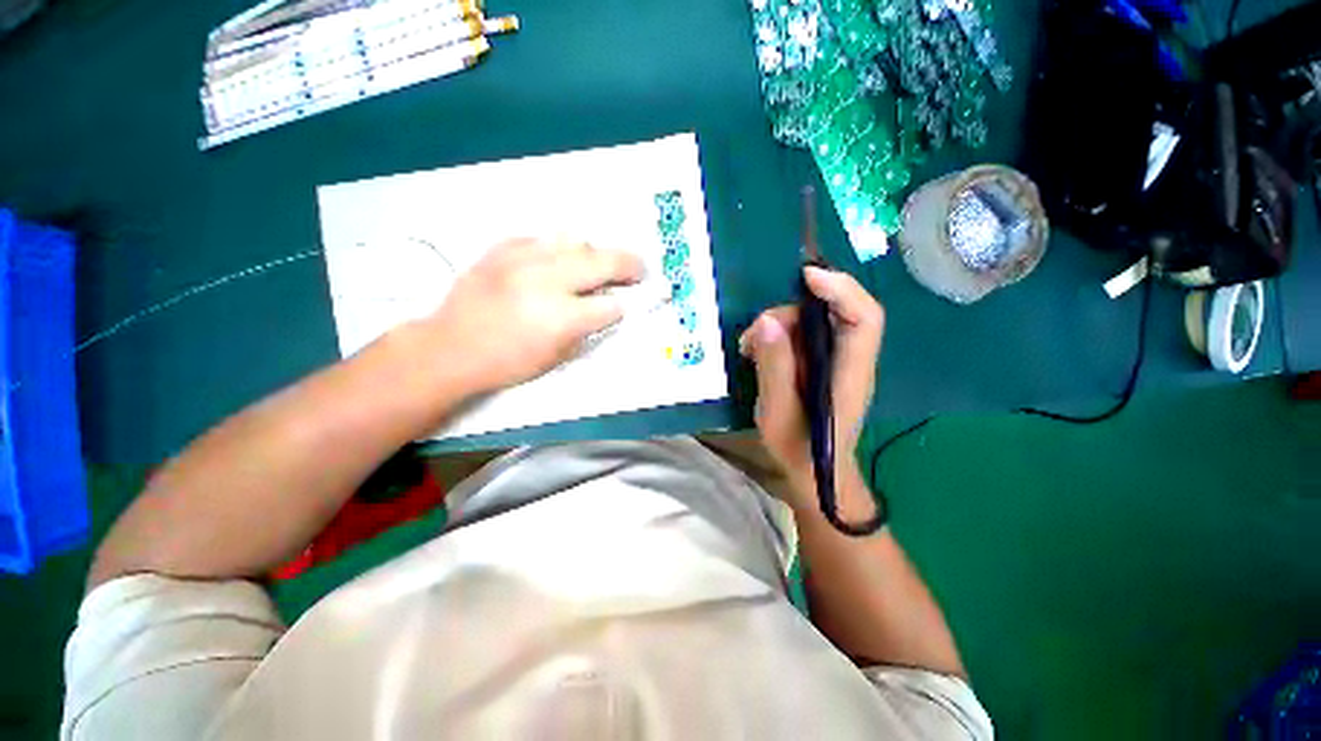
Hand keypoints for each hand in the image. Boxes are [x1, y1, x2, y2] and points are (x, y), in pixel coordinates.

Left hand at [416, 238, 643, 392]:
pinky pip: (543, 239)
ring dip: (593, 254)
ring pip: (575, 240)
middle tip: (638, 270)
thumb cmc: (508, 362)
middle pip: (603, 260)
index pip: (611, 305)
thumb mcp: (558, 355)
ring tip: (593, 266)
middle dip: (629, 266)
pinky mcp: (503, 248)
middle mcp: (546, 280)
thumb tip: (608, 306)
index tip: (627, 305)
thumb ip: (588, 327)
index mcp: (561, 317)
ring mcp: (523, 258)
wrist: (451, 347)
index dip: (623, 307)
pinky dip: (557, 250)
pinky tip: (555, 264)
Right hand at [739, 266, 883, 499]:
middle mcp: (850, 360)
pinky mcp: (821, 364)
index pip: (864, 318)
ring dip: (778, 326)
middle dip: (791, 312)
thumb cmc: (799, 448)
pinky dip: (778, 337)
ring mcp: (836, 361)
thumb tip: (766, 321)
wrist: (814, 473)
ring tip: (749, 348)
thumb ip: (775, 366)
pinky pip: (802, 336)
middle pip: (833, 313)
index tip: (805, 276)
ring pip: (813, 322)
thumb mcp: (778, 411)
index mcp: (850, 373)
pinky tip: (757, 352)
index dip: (841, 288)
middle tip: (755, 334)